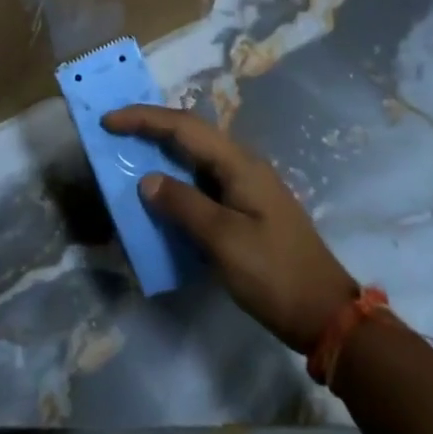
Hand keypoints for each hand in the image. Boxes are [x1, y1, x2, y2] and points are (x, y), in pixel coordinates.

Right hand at [103, 105, 356, 351]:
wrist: (324, 314)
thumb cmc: (274, 274)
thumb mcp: (224, 240)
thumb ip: (183, 205)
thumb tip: (147, 180)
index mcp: (239, 164)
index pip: (184, 127)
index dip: (144, 118)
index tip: (108, 120)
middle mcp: (242, 166)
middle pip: (190, 134)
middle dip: (151, 126)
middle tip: (114, 130)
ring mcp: (246, 187)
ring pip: (196, 157)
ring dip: (163, 151)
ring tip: (130, 153)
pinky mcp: (245, 209)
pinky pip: (203, 181)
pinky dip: (177, 179)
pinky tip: (162, 192)